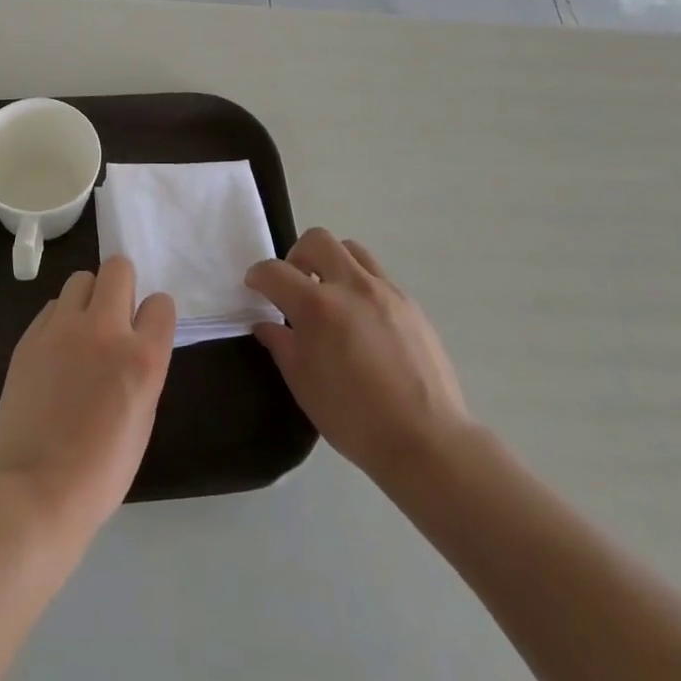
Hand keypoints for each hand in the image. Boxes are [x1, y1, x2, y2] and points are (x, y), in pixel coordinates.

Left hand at [0, 255, 176, 538]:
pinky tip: (56, 352)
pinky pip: (52, 307)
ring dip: (87, 298)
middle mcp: (105, 330)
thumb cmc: (104, 467)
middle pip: (118, 268)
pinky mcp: (30, 338)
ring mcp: (62, 329)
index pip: (161, 302)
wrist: (41, 490)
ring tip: (81, 331)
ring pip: (80, 279)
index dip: (154, 315)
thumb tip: (134, 339)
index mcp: (143, 357)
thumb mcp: (144, 414)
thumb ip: (143, 365)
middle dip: (121, 285)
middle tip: (114, 316)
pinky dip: (59, 320)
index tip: (145, 330)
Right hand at [246, 229, 469, 485]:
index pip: (275, 272)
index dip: (258, 275)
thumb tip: (266, 325)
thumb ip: (281, 345)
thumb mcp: (303, 384)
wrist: (425, 440)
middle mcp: (351, 286)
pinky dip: (359, 284)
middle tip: (295, 284)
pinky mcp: (410, 304)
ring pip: (351, 250)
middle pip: (317, 240)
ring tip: (330, 295)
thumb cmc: (353, 418)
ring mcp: (385, 291)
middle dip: (296, 255)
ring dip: (332, 262)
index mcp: (317, 307)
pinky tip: (361, 319)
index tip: (255, 286)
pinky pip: (378, 275)